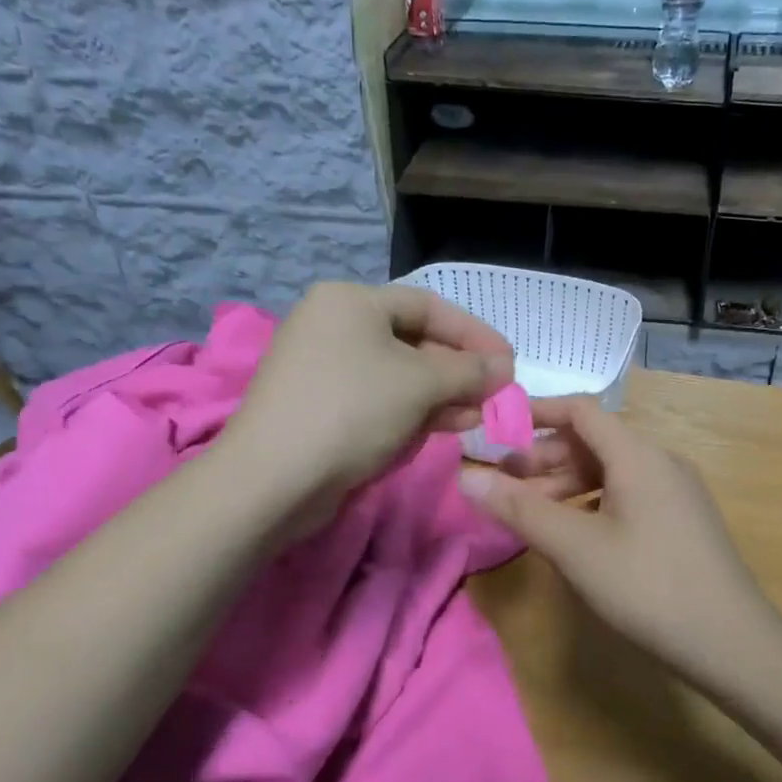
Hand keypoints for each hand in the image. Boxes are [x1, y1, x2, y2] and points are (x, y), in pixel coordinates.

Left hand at [222, 283, 513, 525]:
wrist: (272, 480)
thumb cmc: (351, 410)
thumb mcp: (420, 384)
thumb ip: (469, 371)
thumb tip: (505, 368)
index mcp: (351, 301)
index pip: (429, 306)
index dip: (474, 334)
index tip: (509, 362)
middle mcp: (334, 325)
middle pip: (414, 341)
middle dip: (458, 370)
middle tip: (494, 395)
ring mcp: (324, 368)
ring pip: (398, 375)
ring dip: (441, 395)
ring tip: (476, 417)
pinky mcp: (322, 407)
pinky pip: (378, 399)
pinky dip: (412, 411)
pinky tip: (443, 428)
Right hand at [459, 397, 779, 664]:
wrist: (733, 644)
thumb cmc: (647, 587)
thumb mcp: (575, 547)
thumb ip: (519, 508)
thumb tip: (465, 476)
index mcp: (638, 454)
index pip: (580, 410)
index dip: (536, 413)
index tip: (496, 432)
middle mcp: (661, 461)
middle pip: (594, 441)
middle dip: (545, 459)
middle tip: (505, 487)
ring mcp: (676, 491)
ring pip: (611, 471)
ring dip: (567, 484)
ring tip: (532, 514)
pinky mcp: (682, 520)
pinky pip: (629, 494)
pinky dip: (593, 503)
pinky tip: (575, 534)